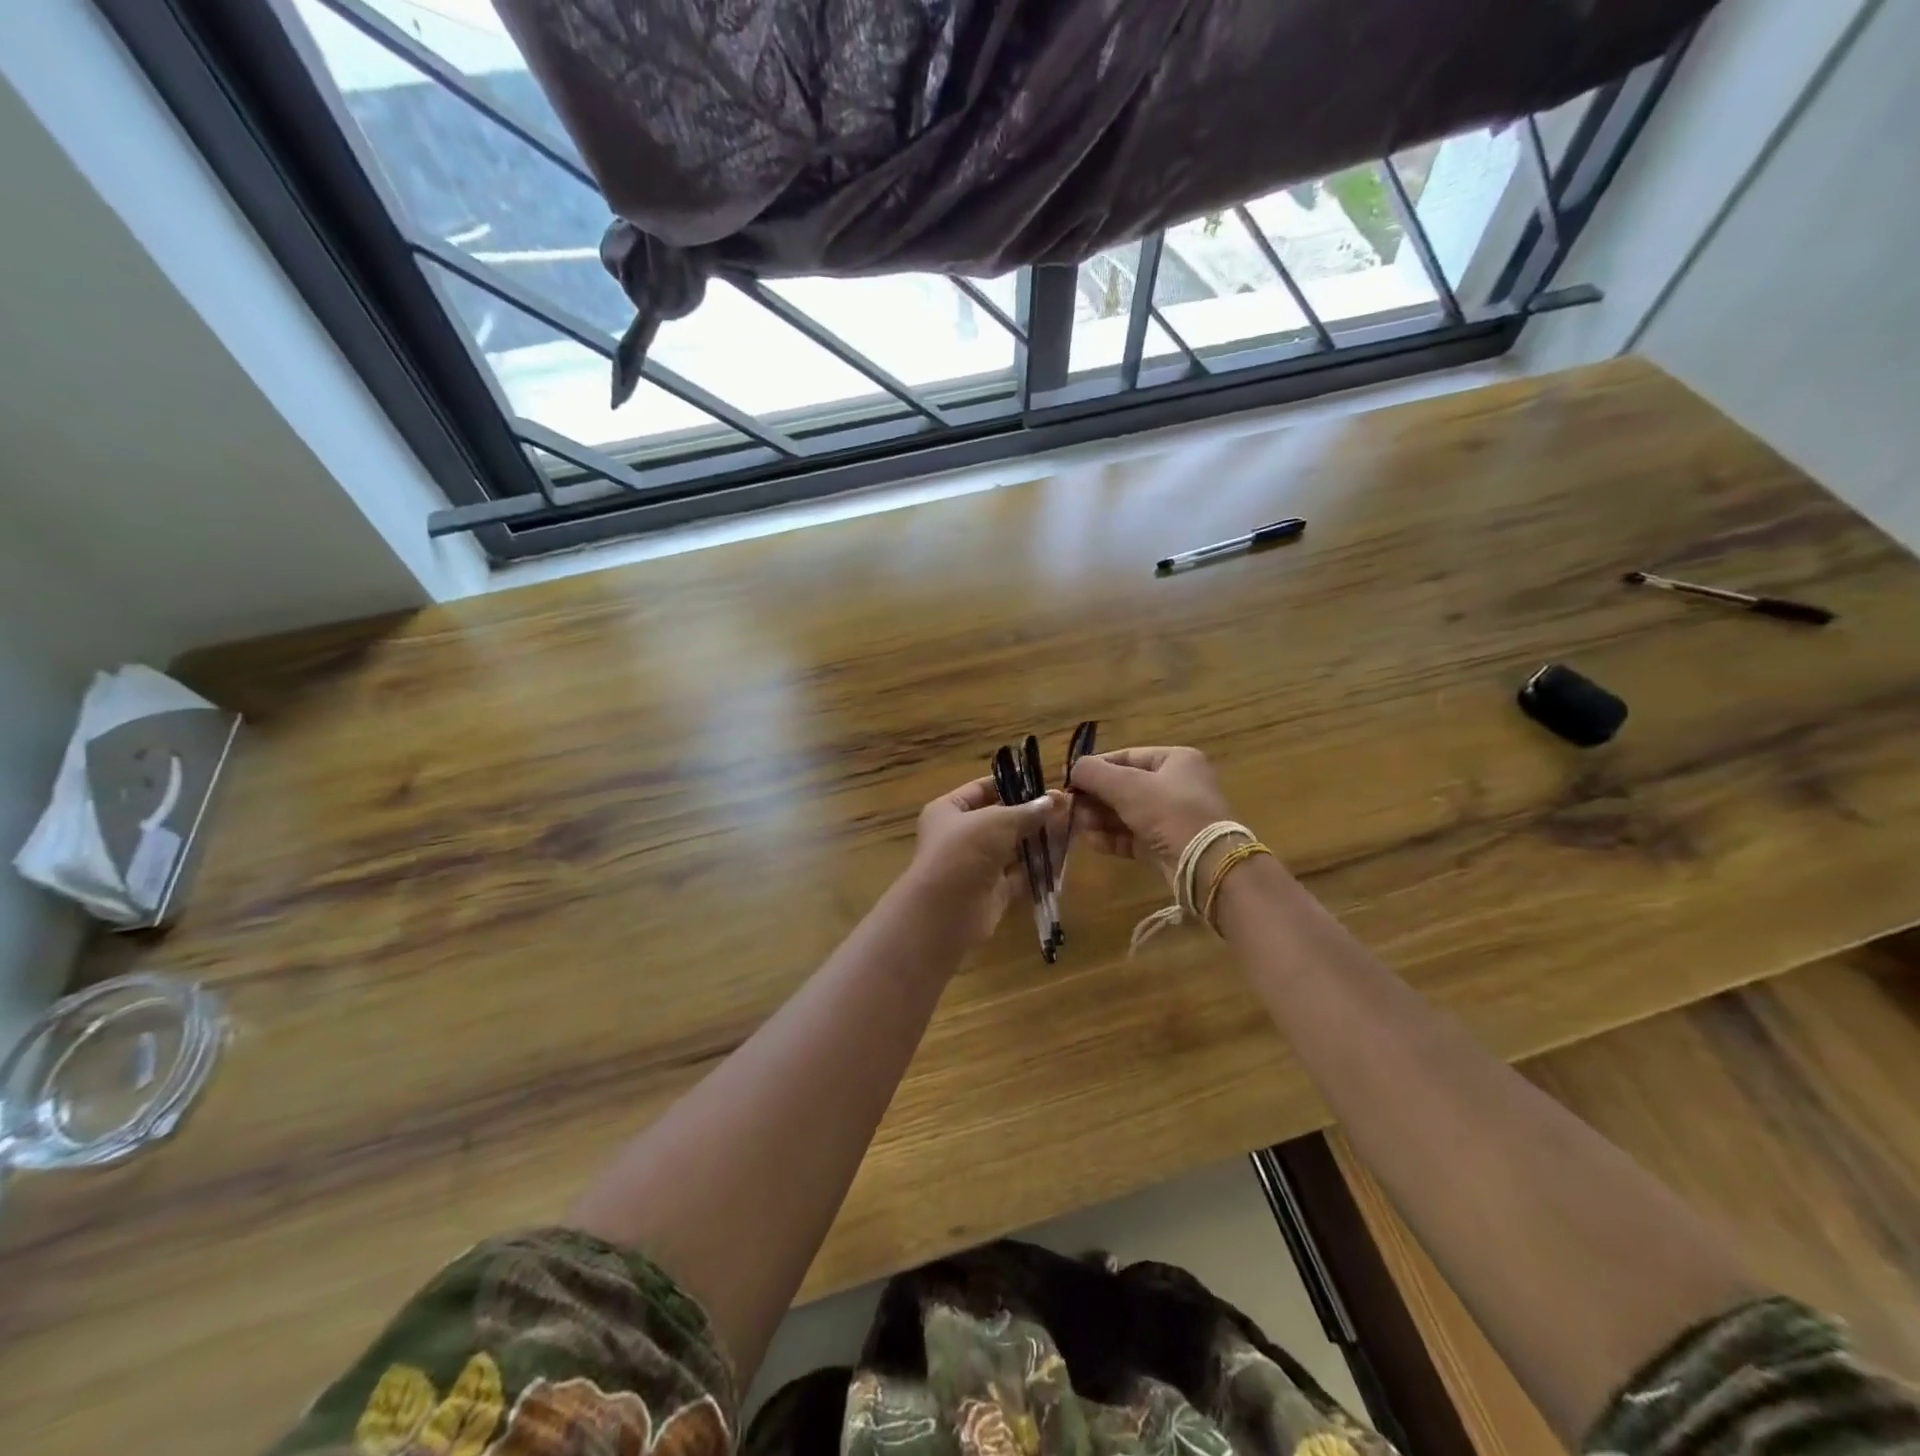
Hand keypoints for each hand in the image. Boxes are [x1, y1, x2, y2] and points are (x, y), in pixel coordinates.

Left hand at [908, 777, 1063, 945]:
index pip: (981, 789)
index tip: (1043, 784)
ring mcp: (976, 865)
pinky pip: (1019, 874)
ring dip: (1039, 839)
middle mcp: (960, 836)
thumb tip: (1056, 799)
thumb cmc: (964, 851)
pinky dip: (1039, 866)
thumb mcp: (997, 821)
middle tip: (1067, 808)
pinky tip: (1064, 855)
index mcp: (948, 810)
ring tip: (1073, 828)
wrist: (946, 911)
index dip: (1011, 785)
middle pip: (1001, 820)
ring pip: (1013, 848)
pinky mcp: (992, 891)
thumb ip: (1028, 811)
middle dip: (1032, 815)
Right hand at [1066, 746, 1238, 880]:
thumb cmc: (1169, 812)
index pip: (1126, 757)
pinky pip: (1133, 836)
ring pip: (1127, 813)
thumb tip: (1073, 768)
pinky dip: (1112, 837)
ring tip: (1076, 824)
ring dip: (1099, 818)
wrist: (1206, 865)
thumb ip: (1095, 773)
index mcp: (1175, 761)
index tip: (1069, 779)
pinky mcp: (1166, 846)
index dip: (1096, 767)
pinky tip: (1091, 841)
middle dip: (1095, 797)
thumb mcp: (1128, 786)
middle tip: (1069, 806)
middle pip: (1125, 786)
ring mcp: (1172, 818)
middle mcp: (1176, 786)